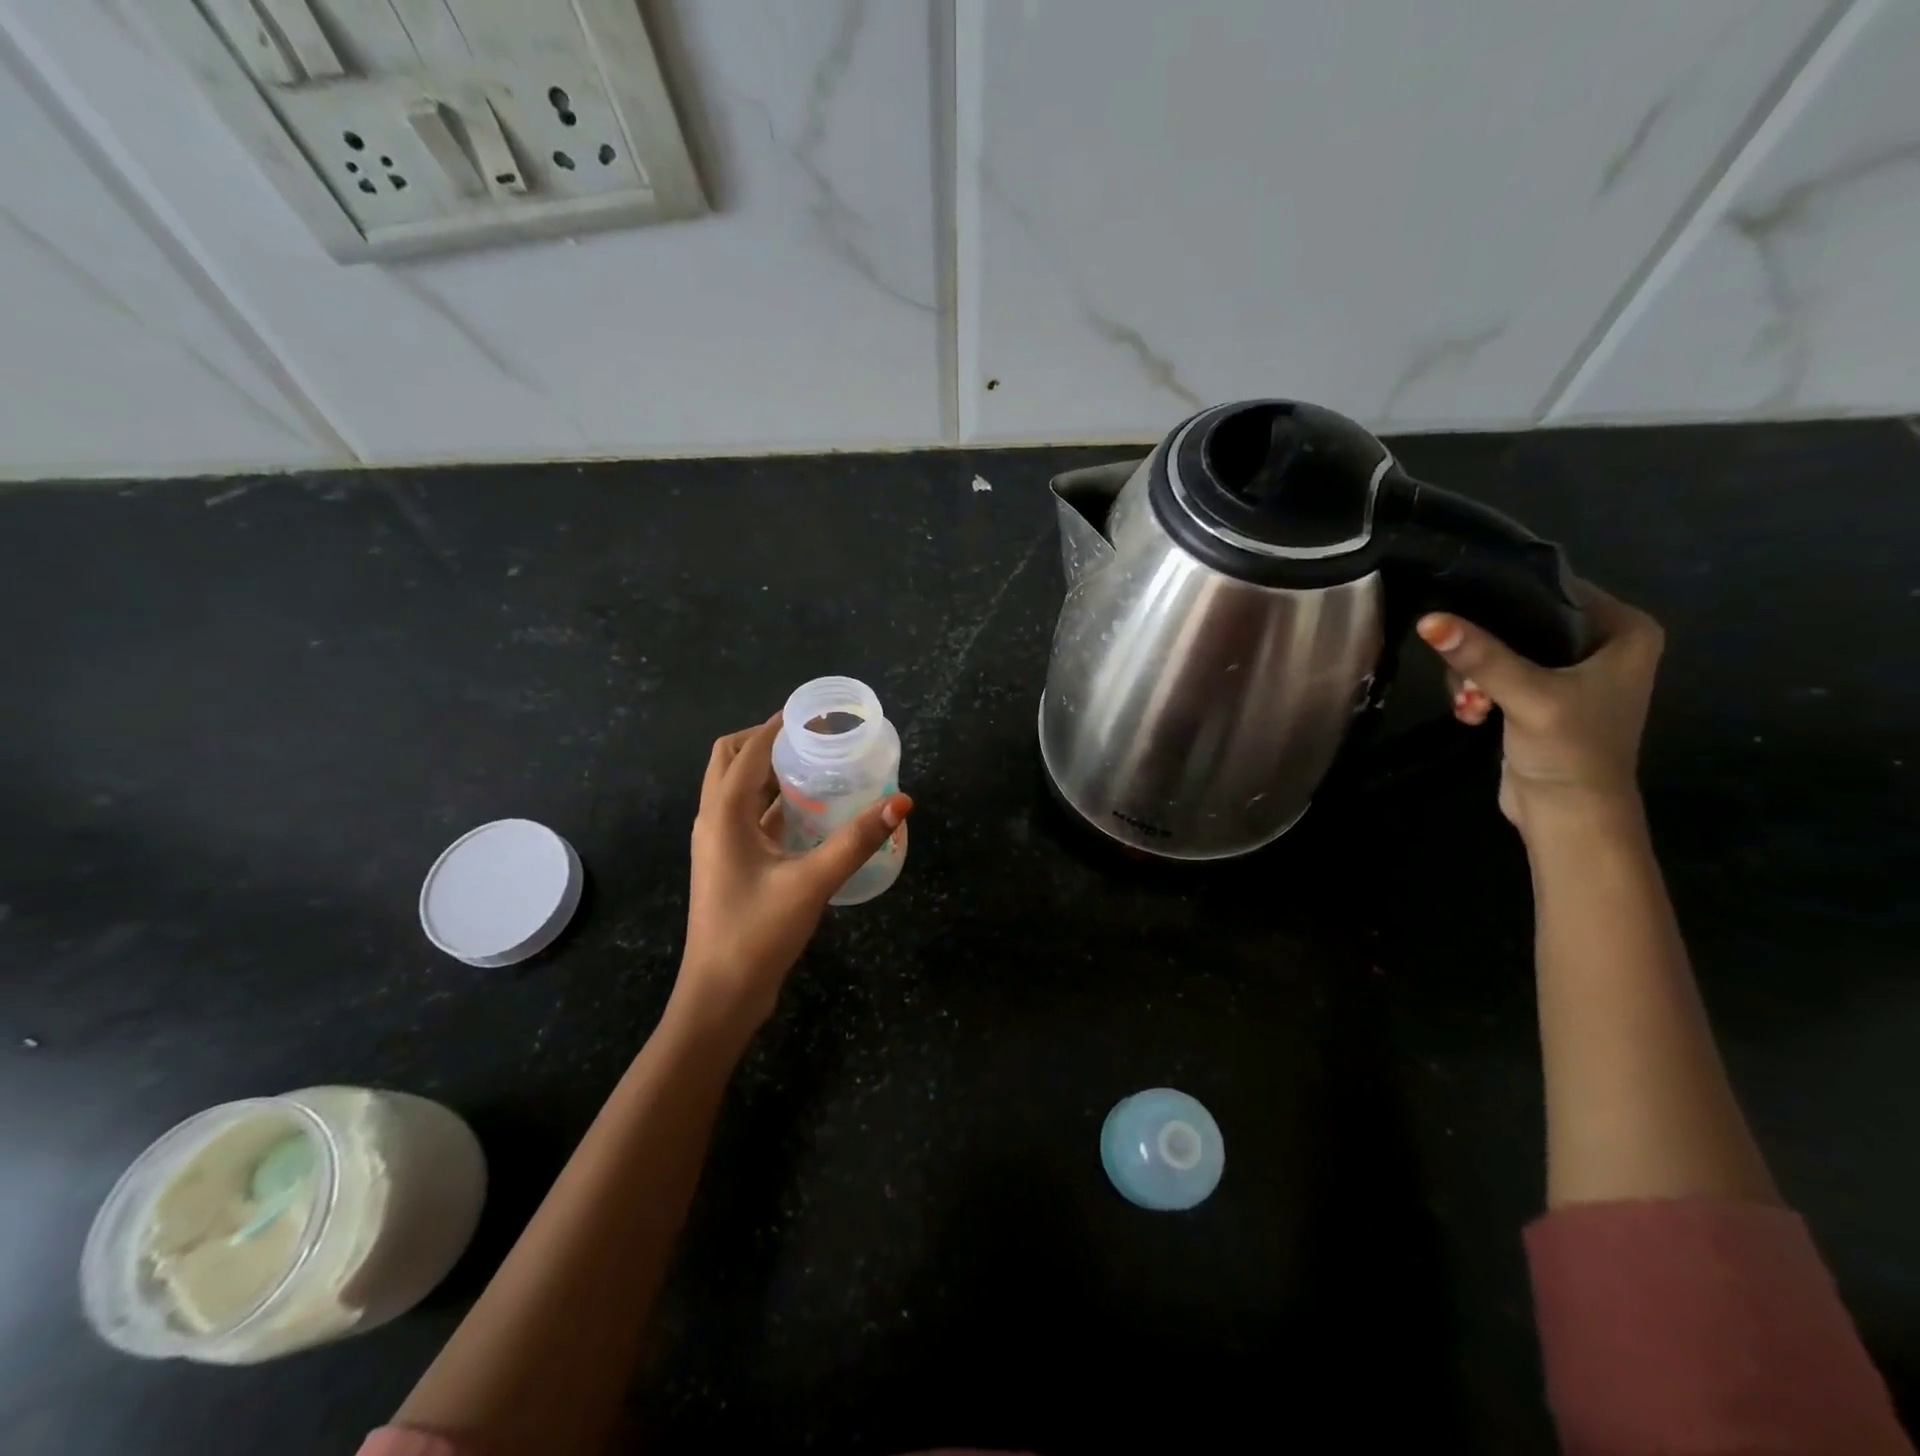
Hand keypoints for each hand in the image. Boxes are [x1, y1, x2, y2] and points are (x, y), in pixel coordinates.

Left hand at [675, 714, 911, 1033]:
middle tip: (813, 739)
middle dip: (767, 740)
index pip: (748, 750)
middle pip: (730, 760)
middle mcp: (713, 820)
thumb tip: (902, 802)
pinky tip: (810, 811)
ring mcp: (718, 843)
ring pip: (737, 788)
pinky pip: (748, 816)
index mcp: (722, 815)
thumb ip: (857, 840)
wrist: (721, 995)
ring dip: (768, 770)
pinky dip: (773, 801)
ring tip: (816, 766)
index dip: (778, 726)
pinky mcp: (730, 863)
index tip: (816, 714)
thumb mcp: (812, 882)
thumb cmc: (757, 933)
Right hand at [1415, 582, 1663, 835]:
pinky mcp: (1539, 695)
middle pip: (1520, 620)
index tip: (1459, 606)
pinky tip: (1470, 713)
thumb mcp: (1527, 696)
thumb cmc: (1570, 751)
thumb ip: (1481, 656)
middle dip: (1481, 647)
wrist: (1570, 815)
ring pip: (1500, 648)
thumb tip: (1429, 619)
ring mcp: (1569, 671)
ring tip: (1469, 704)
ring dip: (1473, 676)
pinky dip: (1477, 690)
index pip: (1555, 589)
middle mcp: (1601, 643)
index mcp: (1624, 630)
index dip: (1505, 595)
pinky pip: (1495, 673)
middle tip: (1465, 676)